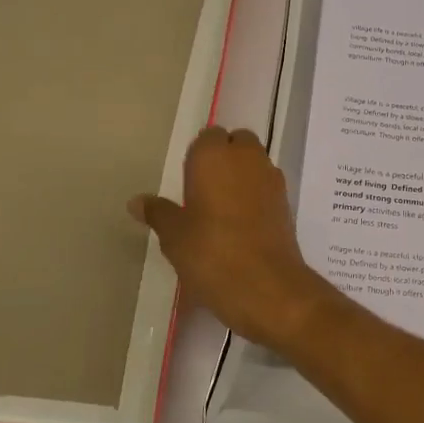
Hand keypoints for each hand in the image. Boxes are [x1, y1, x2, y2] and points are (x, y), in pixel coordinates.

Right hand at [131, 127, 328, 349]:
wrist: (267, 285)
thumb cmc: (212, 253)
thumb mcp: (175, 235)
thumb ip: (158, 212)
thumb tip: (137, 201)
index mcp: (216, 156)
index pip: (209, 136)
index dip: (199, 155)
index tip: (188, 180)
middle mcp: (248, 158)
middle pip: (237, 143)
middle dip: (224, 159)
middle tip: (203, 191)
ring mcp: (272, 179)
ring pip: (255, 163)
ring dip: (241, 176)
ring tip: (220, 209)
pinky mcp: (286, 202)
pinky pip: (267, 186)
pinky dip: (256, 195)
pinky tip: (241, 223)